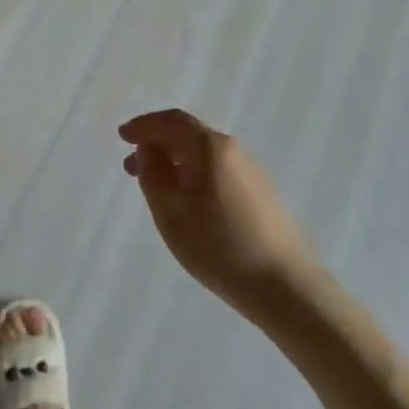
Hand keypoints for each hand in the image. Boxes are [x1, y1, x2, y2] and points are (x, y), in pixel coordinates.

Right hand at [120, 109, 314, 315]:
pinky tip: (188, 203)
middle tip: (131, 166)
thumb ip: (152, 176)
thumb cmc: (220, 247)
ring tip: (156, 188)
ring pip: (204, 155)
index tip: (122, 136)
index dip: (144, 125)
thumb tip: (147, 150)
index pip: (172, 121)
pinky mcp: (262, 195)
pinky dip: (195, 175)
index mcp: (211, 147)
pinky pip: (219, 171)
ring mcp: (252, 172)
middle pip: (189, 135)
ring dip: (175, 162)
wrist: (286, 287)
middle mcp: (234, 150)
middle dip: (157, 145)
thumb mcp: (171, 214)